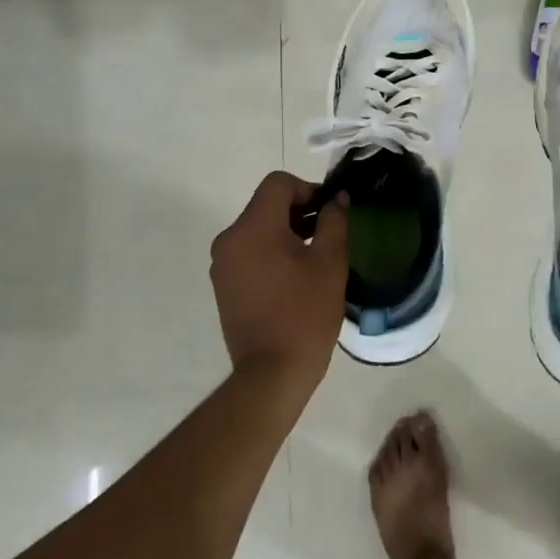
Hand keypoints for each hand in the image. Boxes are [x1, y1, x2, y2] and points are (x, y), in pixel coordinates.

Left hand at [209, 171, 349, 396]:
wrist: (272, 373)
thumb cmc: (305, 313)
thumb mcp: (330, 262)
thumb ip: (334, 221)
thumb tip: (337, 199)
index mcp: (252, 228)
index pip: (278, 184)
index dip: (308, 190)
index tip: (330, 213)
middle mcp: (229, 239)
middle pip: (266, 205)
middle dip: (299, 212)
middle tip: (329, 235)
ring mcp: (222, 264)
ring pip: (257, 229)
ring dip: (286, 233)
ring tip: (314, 259)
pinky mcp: (223, 285)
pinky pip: (249, 252)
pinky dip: (271, 253)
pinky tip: (294, 278)